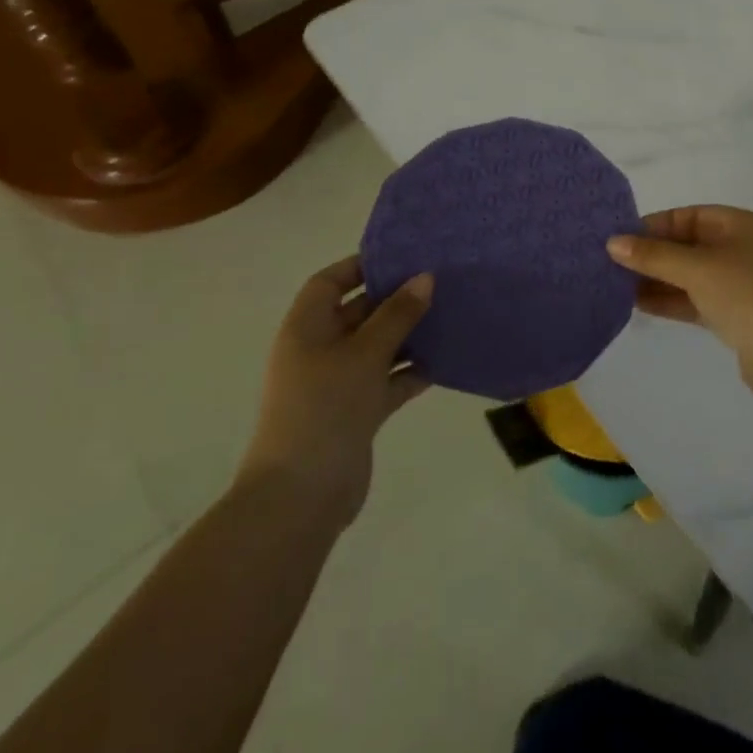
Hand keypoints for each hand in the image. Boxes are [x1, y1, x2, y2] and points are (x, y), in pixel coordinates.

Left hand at [237, 255, 432, 525]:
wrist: (302, 496)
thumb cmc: (325, 408)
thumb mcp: (365, 354)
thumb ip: (397, 314)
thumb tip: (425, 277)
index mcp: (306, 328)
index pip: (329, 283)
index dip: (361, 266)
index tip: (403, 257)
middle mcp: (319, 350)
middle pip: (358, 313)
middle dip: (395, 299)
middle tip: (439, 283)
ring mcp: (338, 383)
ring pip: (377, 347)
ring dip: (408, 335)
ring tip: (450, 316)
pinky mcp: (357, 412)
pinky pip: (388, 380)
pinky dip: (411, 371)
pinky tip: (446, 361)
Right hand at [607, 206, 752, 402]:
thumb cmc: (748, 295)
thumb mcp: (698, 268)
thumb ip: (654, 255)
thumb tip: (613, 243)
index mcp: (741, 225)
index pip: (688, 216)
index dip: (653, 225)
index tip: (617, 238)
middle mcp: (742, 249)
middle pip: (688, 245)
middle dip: (651, 254)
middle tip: (609, 263)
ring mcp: (741, 285)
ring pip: (689, 275)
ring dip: (656, 279)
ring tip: (614, 285)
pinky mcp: (736, 316)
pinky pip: (695, 300)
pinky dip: (669, 300)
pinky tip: (637, 304)